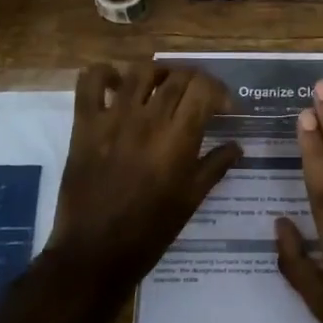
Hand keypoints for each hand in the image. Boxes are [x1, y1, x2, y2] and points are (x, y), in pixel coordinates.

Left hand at [46, 62, 241, 299]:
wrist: (96, 252)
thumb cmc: (150, 231)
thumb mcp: (192, 200)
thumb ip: (216, 166)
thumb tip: (237, 146)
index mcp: (178, 139)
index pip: (204, 88)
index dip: (219, 90)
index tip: (223, 107)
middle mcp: (148, 119)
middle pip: (177, 76)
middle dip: (194, 81)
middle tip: (197, 97)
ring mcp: (113, 118)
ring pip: (139, 71)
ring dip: (157, 72)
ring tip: (162, 86)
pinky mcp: (84, 124)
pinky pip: (90, 81)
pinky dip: (104, 74)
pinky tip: (116, 84)